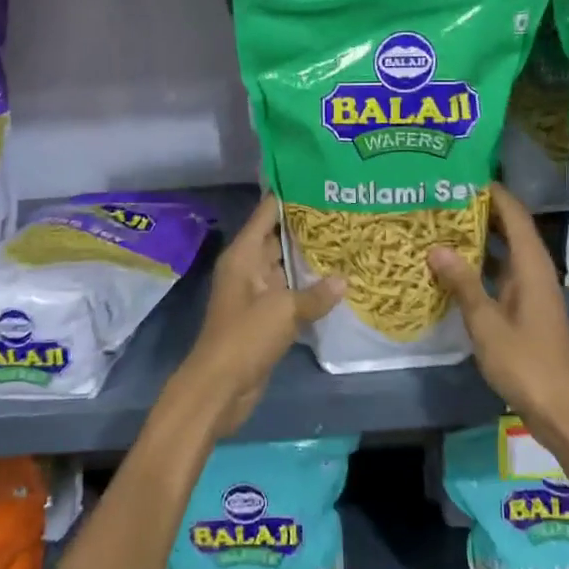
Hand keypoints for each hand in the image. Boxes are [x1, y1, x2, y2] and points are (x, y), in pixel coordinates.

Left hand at [175, 195, 343, 435]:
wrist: (220, 386)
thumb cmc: (245, 337)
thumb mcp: (283, 311)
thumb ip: (315, 293)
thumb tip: (345, 280)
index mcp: (243, 255)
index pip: (267, 212)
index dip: (290, 195)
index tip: (320, 181)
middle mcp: (248, 267)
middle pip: (278, 236)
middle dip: (307, 226)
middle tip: (345, 209)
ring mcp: (256, 292)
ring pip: (286, 265)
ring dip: (310, 257)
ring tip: (348, 239)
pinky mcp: (264, 316)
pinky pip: (289, 292)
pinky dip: (309, 286)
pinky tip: (338, 281)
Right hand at [428, 184, 568, 439]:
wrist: (560, 410)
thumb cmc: (526, 363)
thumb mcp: (487, 323)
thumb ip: (462, 283)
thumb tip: (436, 246)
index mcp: (532, 267)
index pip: (514, 215)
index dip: (492, 192)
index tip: (462, 173)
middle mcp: (535, 271)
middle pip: (509, 229)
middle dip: (480, 210)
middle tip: (441, 197)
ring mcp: (531, 291)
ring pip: (504, 252)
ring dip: (478, 237)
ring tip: (441, 223)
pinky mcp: (525, 309)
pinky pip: (501, 273)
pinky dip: (480, 264)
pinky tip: (452, 266)